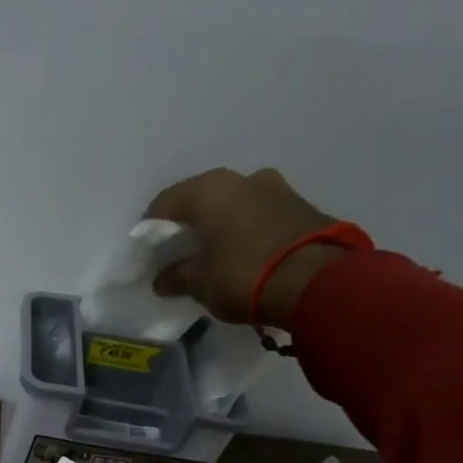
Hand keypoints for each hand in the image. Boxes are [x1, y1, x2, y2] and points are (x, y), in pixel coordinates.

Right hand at [144, 168, 344, 330]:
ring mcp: (277, 188)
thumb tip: (162, 280)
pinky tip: (244, 253)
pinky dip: (248, 230)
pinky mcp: (302, 206)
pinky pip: (261, 214)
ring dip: (223, 224)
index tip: (147, 250)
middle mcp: (242, 179)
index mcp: (209, 190)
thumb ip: (177, 277)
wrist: (315, 281)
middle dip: (190, 222)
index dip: (151, 228)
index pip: (166, 202)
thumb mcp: (200, 283)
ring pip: (236, 203)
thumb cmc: (243, 275)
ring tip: (215, 252)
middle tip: (180, 249)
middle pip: (203, 198)